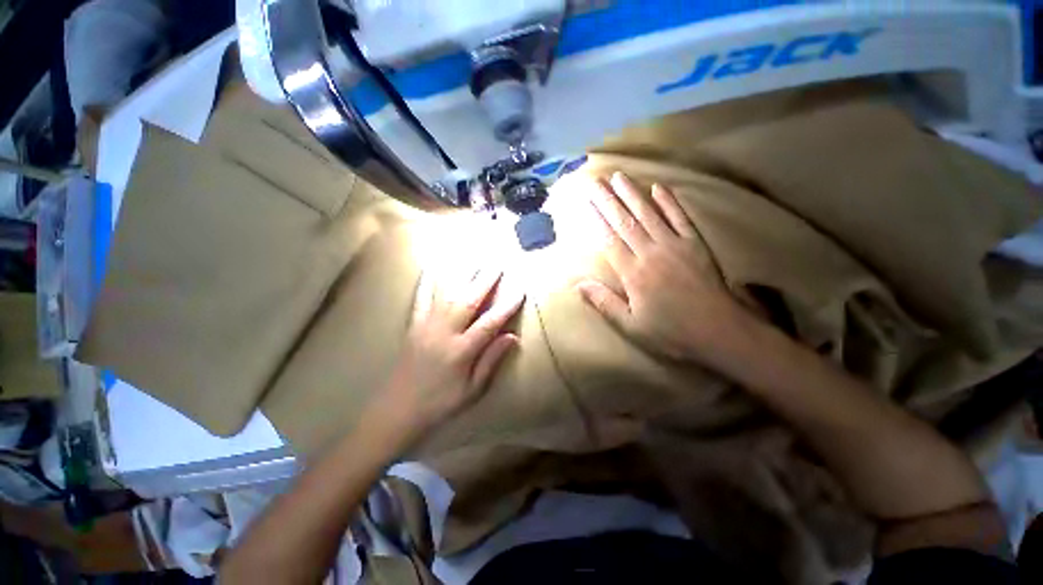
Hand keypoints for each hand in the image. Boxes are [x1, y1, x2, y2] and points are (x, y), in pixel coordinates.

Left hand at [370, 267, 524, 438]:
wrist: (398, 410)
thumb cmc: (440, 403)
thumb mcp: (472, 390)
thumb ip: (491, 361)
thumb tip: (512, 337)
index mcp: (462, 351)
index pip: (489, 323)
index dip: (506, 306)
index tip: (519, 290)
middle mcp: (445, 333)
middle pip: (469, 301)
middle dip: (485, 281)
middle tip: (498, 264)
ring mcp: (427, 326)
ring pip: (448, 295)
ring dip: (463, 276)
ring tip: (475, 261)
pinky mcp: (413, 325)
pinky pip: (420, 299)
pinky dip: (427, 283)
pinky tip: (432, 268)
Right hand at [577, 172, 750, 365]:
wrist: (720, 333)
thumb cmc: (671, 333)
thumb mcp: (631, 326)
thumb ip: (604, 303)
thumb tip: (578, 285)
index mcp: (633, 274)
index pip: (609, 241)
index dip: (596, 220)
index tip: (586, 203)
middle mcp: (651, 253)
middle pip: (625, 222)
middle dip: (608, 200)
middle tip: (595, 181)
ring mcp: (675, 245)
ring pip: (649, 214)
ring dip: (632, 194)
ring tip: (619, 176)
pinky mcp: (696, 244)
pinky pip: (680, 218)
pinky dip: (669, 202)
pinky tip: (658, 187)